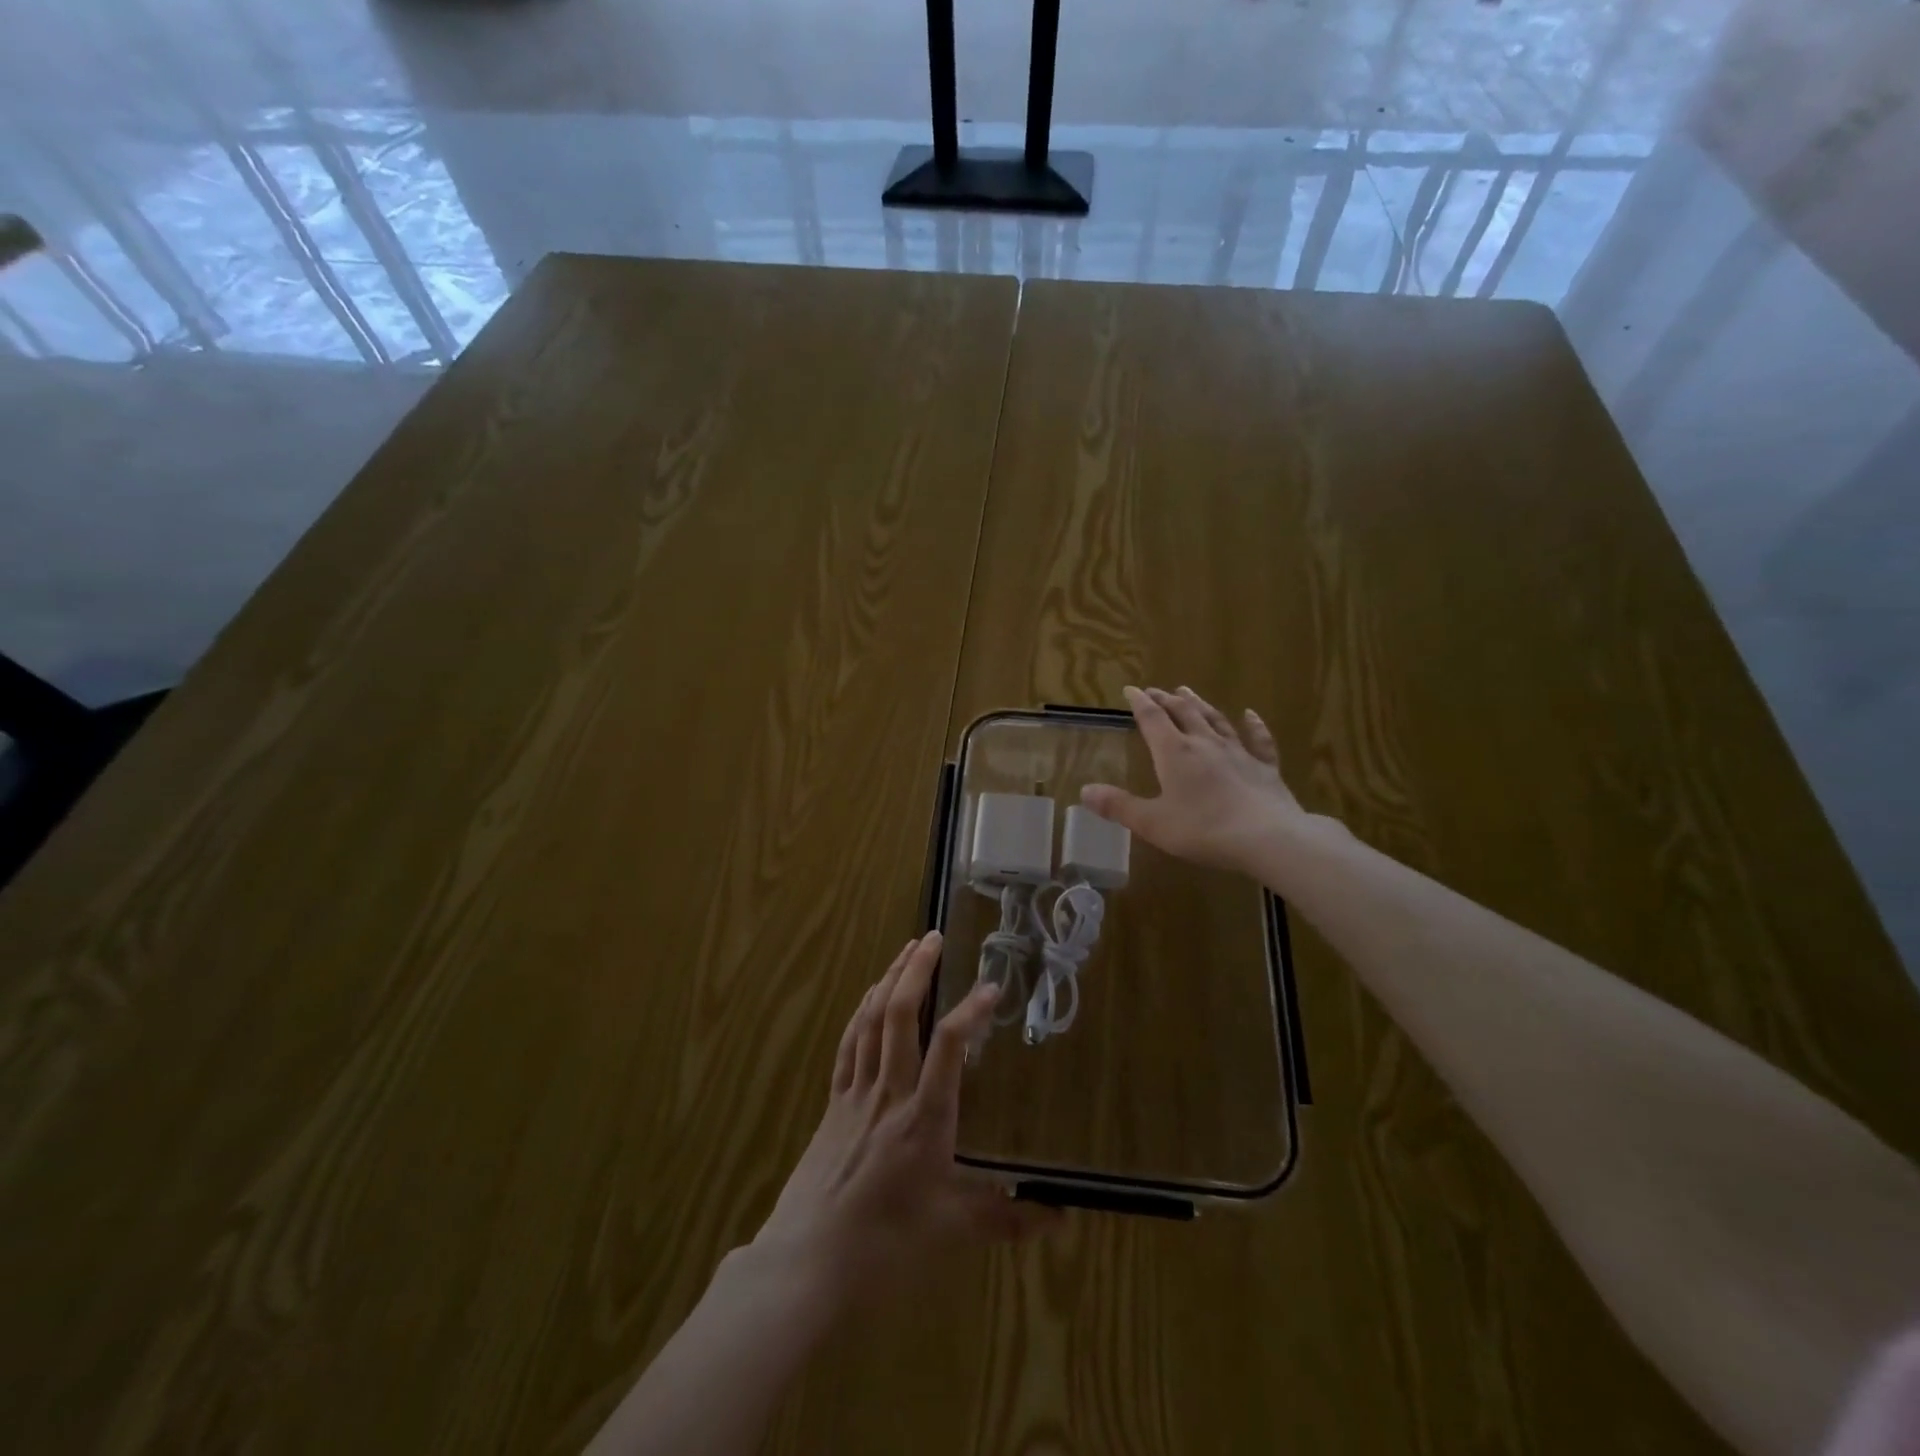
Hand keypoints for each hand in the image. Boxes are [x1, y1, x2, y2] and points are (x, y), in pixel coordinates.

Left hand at [751, 932, 1055, 1309]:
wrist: (808, 1261)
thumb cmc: (886, 1244)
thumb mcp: (953, 1232)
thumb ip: (1008, 1218)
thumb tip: (1061, 1215)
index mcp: (924, 1118)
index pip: (949, 1048)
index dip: (970, 1012)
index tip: (990, 986)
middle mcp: (890, 1092)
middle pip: (900, 1015)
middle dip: (917, 971)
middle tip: (933, 936)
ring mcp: (856, 1093)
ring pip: (871, 1020)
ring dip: (889, 979)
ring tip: (906, 949)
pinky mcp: (834, 1102)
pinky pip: (848, 1044)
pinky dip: (861, 1012)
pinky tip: (869, 996)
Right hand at [1082, 685, 1313, 875]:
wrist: (1267, 837)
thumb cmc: (1204, 829)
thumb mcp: (1152, 823)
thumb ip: (1118, 806)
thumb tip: (1084, 791)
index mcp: (1175, 753)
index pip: (1152, 719)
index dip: (1139, 703)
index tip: (1130, 690)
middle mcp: (1204, 743)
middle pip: (1183, 712)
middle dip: (1166, 699)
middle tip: (1156, 690)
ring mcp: (1238, 752)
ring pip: (1215, 719)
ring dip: (1199, 704)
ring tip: (1187, 691)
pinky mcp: (1264, 766)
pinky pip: (1258, 739)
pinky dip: (1253, 724)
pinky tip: (1250, 714)